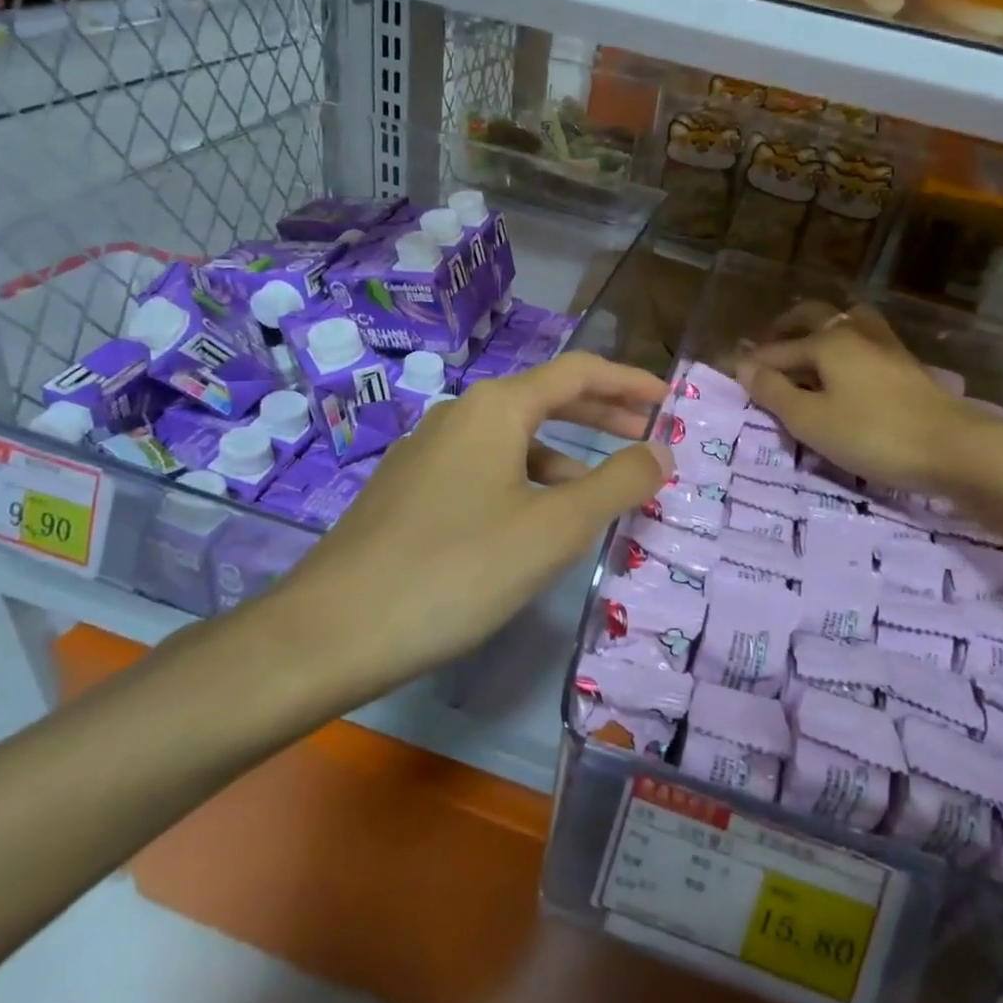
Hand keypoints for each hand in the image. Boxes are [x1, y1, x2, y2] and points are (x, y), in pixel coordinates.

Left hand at [256, 352, 670, 705]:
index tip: (669, 399)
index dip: (629, 381)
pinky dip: (525, 482)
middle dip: (601, 414)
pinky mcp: (409, 490)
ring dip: (564, 457)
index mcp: (496, 407)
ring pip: (514, 440)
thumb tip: (661, 451)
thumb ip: (617, 484)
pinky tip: (533, 525)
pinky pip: (485, 469)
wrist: (332, 630)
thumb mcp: (554, 529)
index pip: (578, 372)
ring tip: (599, 494)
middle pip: (545, 399)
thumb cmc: (457, 569)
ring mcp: (427, 451)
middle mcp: (460, 414)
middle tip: (647, 434)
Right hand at [735, 303, 1002, 498]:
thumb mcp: (811, 420)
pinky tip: (845, 371)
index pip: (777, 350)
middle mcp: (854, 332)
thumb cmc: (872, 434)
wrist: (954, 448)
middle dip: (784, 330)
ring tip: (807, 352)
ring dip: (820, 331)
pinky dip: (844, 347)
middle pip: (813, 318)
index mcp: (827, 342)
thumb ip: (774, 392)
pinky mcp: (906, 365)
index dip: (752, 363)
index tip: (730, 372)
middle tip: (766, 350)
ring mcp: (885, 345)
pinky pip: (865, 341)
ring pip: (845, 323)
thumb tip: (744, 366)